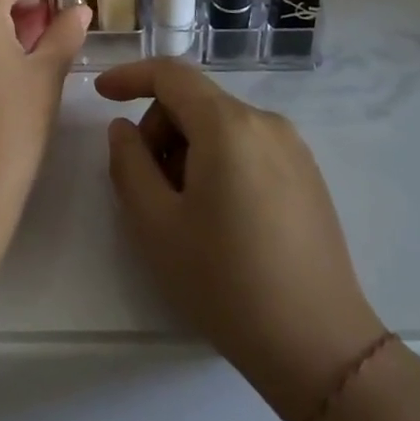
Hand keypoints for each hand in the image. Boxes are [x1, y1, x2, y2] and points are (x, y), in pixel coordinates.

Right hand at [99, 59, 382, 420]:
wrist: (318, 346)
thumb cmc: (224, 281)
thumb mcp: (155, 223)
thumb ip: (128, 163)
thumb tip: (124, 129)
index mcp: (228, 125)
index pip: (171, 74)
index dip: (130, 76)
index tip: (101, 95)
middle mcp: (265, 122)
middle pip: (195, 101)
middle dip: (160, 129)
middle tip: (147, 185)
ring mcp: (293, 148)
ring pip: (220, 125)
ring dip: (187, 148)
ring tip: (183, 209)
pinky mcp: (307, 175)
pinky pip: (247, 146)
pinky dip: (218, 160)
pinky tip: (218, 215)